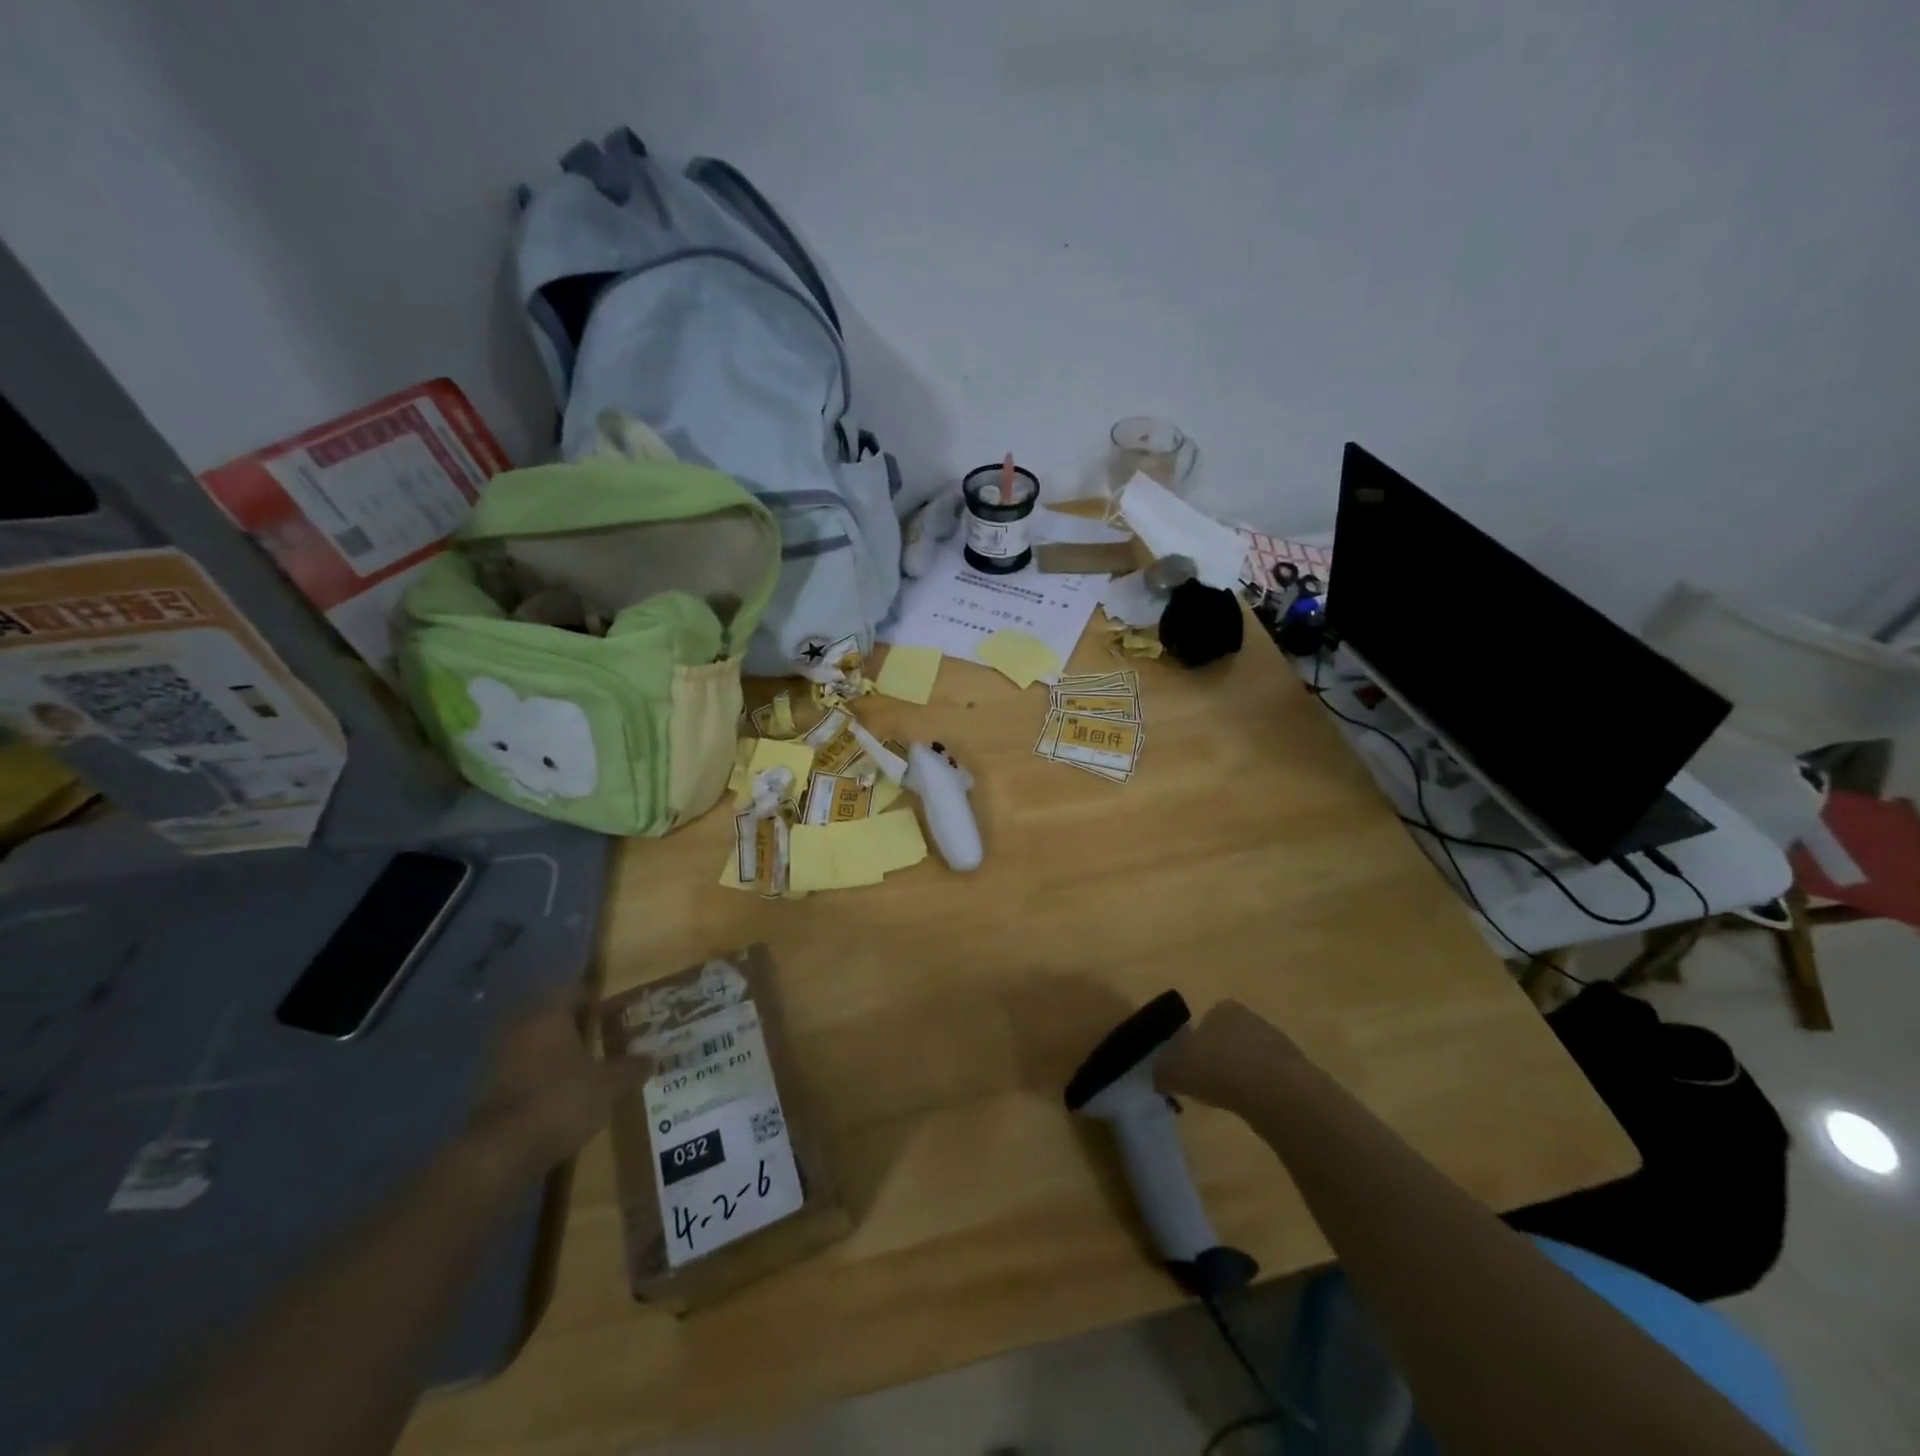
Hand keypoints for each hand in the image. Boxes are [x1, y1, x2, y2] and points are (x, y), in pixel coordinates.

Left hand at [464, 995, 645, 1178]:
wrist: (500, 1153)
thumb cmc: (561, 1100)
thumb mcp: (609, 1084)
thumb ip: (631, 1068)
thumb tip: (652, 1058)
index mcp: (549, 1015)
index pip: (574, 990)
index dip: (596, 998)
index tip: (616, 1009)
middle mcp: (521, 1028)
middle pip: (553, 1016)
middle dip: (578, 1024)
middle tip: (605, 1034)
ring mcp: (499, 1058)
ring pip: (537, 1043)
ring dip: (559, 1050)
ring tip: (587, 1064)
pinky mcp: (489, 1089)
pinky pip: (524, 1068)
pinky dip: (543, 1074)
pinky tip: (563, 1090)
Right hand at [1155, 999, 1303, 1110]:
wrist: (1276, 1091)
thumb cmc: (1218, 1068)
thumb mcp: (1175, 1069)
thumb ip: (1162, 1071)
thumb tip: (1158, 1077)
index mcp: (1221, 1009)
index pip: (1205, 1021)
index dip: (1196, 1044)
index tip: (1191, 1068)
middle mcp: (1250, 1017)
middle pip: (1229, 1037)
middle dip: (1220, 1057)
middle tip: (1209, 1084)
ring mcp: (1277, 1041)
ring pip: (1251, 1056)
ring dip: (1242, 1074)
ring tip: (1232, 1099)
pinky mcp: (1296, 1068)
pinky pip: (1270, 1077)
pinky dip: (1261, 1089)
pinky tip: (1254, 1106)